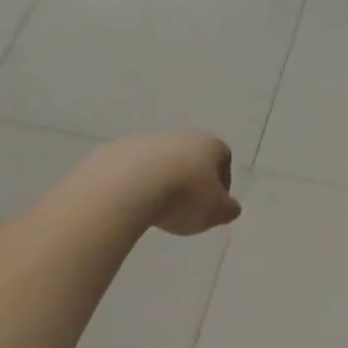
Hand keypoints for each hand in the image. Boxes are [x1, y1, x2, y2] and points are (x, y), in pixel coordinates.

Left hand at [96, 131, 241, 236]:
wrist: (128, 185)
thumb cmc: (184, 197)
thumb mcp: (216, 212)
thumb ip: (228, 210)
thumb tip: (229, 207)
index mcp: (209, 145)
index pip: (223, 158)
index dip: (221, 183)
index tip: (212, 205)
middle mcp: (180, 135)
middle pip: (191, 158)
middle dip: (190, 181)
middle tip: (185, 208)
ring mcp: (147, 140)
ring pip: (161, 162)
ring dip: (162, 182)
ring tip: (157, 208)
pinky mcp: (118, 150)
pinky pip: (134, 169)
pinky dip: (137, 184)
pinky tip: (134, 203)